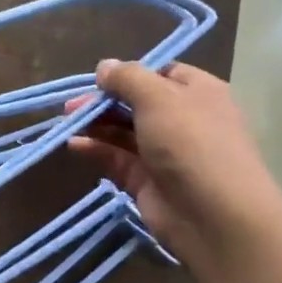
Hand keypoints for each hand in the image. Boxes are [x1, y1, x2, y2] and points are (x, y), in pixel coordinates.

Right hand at [67, 62, 281, 262]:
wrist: (215, 216)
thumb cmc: (191, 143)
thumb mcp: (158, 98)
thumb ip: (127, 78)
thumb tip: (105, 66)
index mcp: (198, 93)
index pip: (162, 74)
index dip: (130, 74)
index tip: (100, 79)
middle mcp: (183, 120)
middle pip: (136, 103)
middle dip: (104, 101)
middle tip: (71, 106)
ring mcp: (164, 152)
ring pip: (123, 131)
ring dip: (96, 125)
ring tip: (67, 123)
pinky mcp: (147, 180)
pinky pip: (116, 158)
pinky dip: (95, 150)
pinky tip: (74, 146)